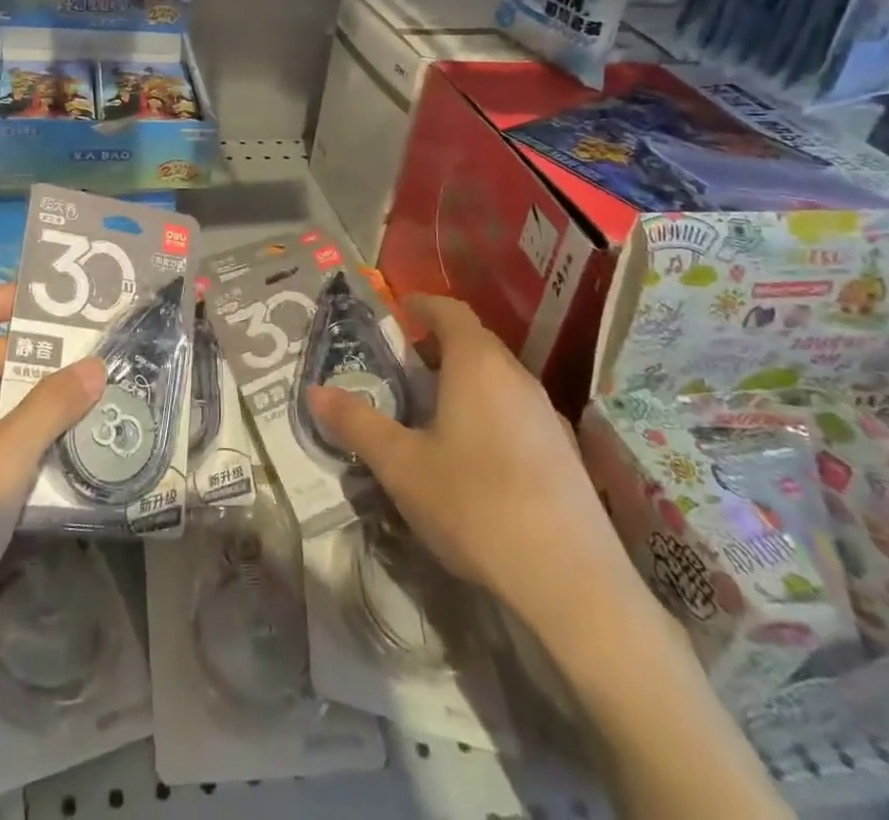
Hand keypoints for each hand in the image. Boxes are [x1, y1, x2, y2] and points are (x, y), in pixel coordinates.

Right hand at [306, 294, 644, 635]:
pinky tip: (475, 457)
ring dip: (464, 381)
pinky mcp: (566, 454)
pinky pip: (518, 412)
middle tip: (402, 368)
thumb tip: (315, 391)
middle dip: (437, 346)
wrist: (574, 584)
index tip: (398, 311)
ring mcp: (548, 415)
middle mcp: (517, 377)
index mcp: (477, 364)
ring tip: (432, 412)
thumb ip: (357, 423)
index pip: (449, 310)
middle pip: (475, 342)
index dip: (421, 304)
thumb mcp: (400, 465)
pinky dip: (490, 413)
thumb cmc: (475, 505)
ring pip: (498, 379)